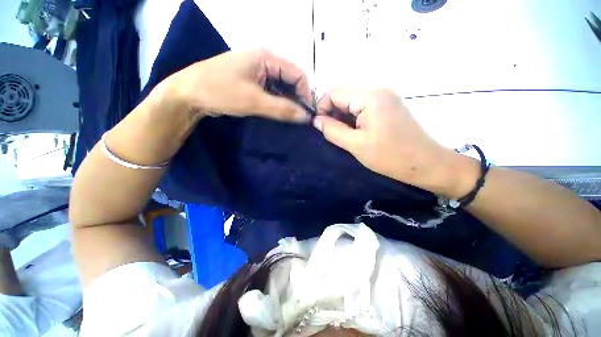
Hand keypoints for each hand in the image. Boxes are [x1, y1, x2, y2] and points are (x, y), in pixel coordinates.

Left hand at [166, 48, 311, 122]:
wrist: (188, 94)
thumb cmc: (220, 92)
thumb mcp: (254, 101)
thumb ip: (282, 108)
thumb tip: (305, 117)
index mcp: (266, 57)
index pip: (297, 73)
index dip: (306, 93)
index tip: (308, 113)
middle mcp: (264, 60)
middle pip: (290, 79)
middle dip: (297, 98)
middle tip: (300, 118)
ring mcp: (257, 70)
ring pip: (281, 86)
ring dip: (288, 101)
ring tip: (291, 118)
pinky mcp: (252, 81)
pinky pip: (272, 90)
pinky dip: (278, 102)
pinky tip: (279, 113)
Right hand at [314, 88, 459, 194]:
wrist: (425, 163)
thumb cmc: (390, 156)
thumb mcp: (355, 145)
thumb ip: (332, 130)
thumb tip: (316, 120)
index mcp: (370, 97)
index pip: (334, 92)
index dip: (322, 108)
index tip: (321, 127)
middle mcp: (378, 90)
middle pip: (344, 95)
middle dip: (333, 113)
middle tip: (334, 134)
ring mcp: (385, 96)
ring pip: (352, 102)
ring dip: (343, 117)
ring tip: (346, 135)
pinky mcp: (389, 105)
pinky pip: (363, 106)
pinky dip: (354, 118)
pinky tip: (357, 132)